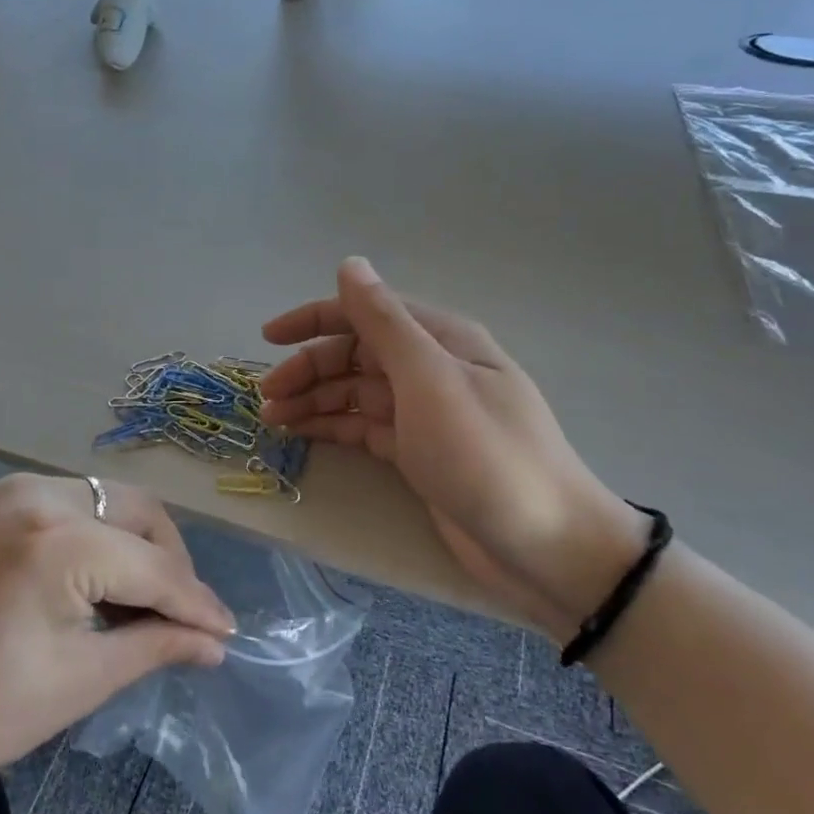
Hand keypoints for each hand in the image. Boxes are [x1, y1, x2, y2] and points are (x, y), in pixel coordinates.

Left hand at [0, 474, 234, 813]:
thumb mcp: (76, 683)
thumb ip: (153, 647)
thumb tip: (214, 642)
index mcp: (60, 539)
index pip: (154, 567)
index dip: (197, 603)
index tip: (230, 634)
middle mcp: (42, 494)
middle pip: (139, 515)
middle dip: (171, 564)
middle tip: (186, 620)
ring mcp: (14, 491)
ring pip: (108, 504)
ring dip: (138, 546)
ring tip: (145, 606)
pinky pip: (74, 506)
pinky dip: (101, 537)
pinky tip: (100, 583)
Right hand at [261, 257, 646, 639]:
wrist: (546, 548)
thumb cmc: (485, 455)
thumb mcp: (430, 380)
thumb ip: (384, 321)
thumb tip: (349, 264)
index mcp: (440, 339)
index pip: (366, 313)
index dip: (315, 319)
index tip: (268, 338)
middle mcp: (431, 368)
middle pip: (356, 355)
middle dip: (309, 368)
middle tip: (266, 397)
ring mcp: (425, 413)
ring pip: (356, 392)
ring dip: (314, 399)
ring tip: (273, 419)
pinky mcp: (419, 453)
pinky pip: (365, 427)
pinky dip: (332, 426)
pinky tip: (302, 434)